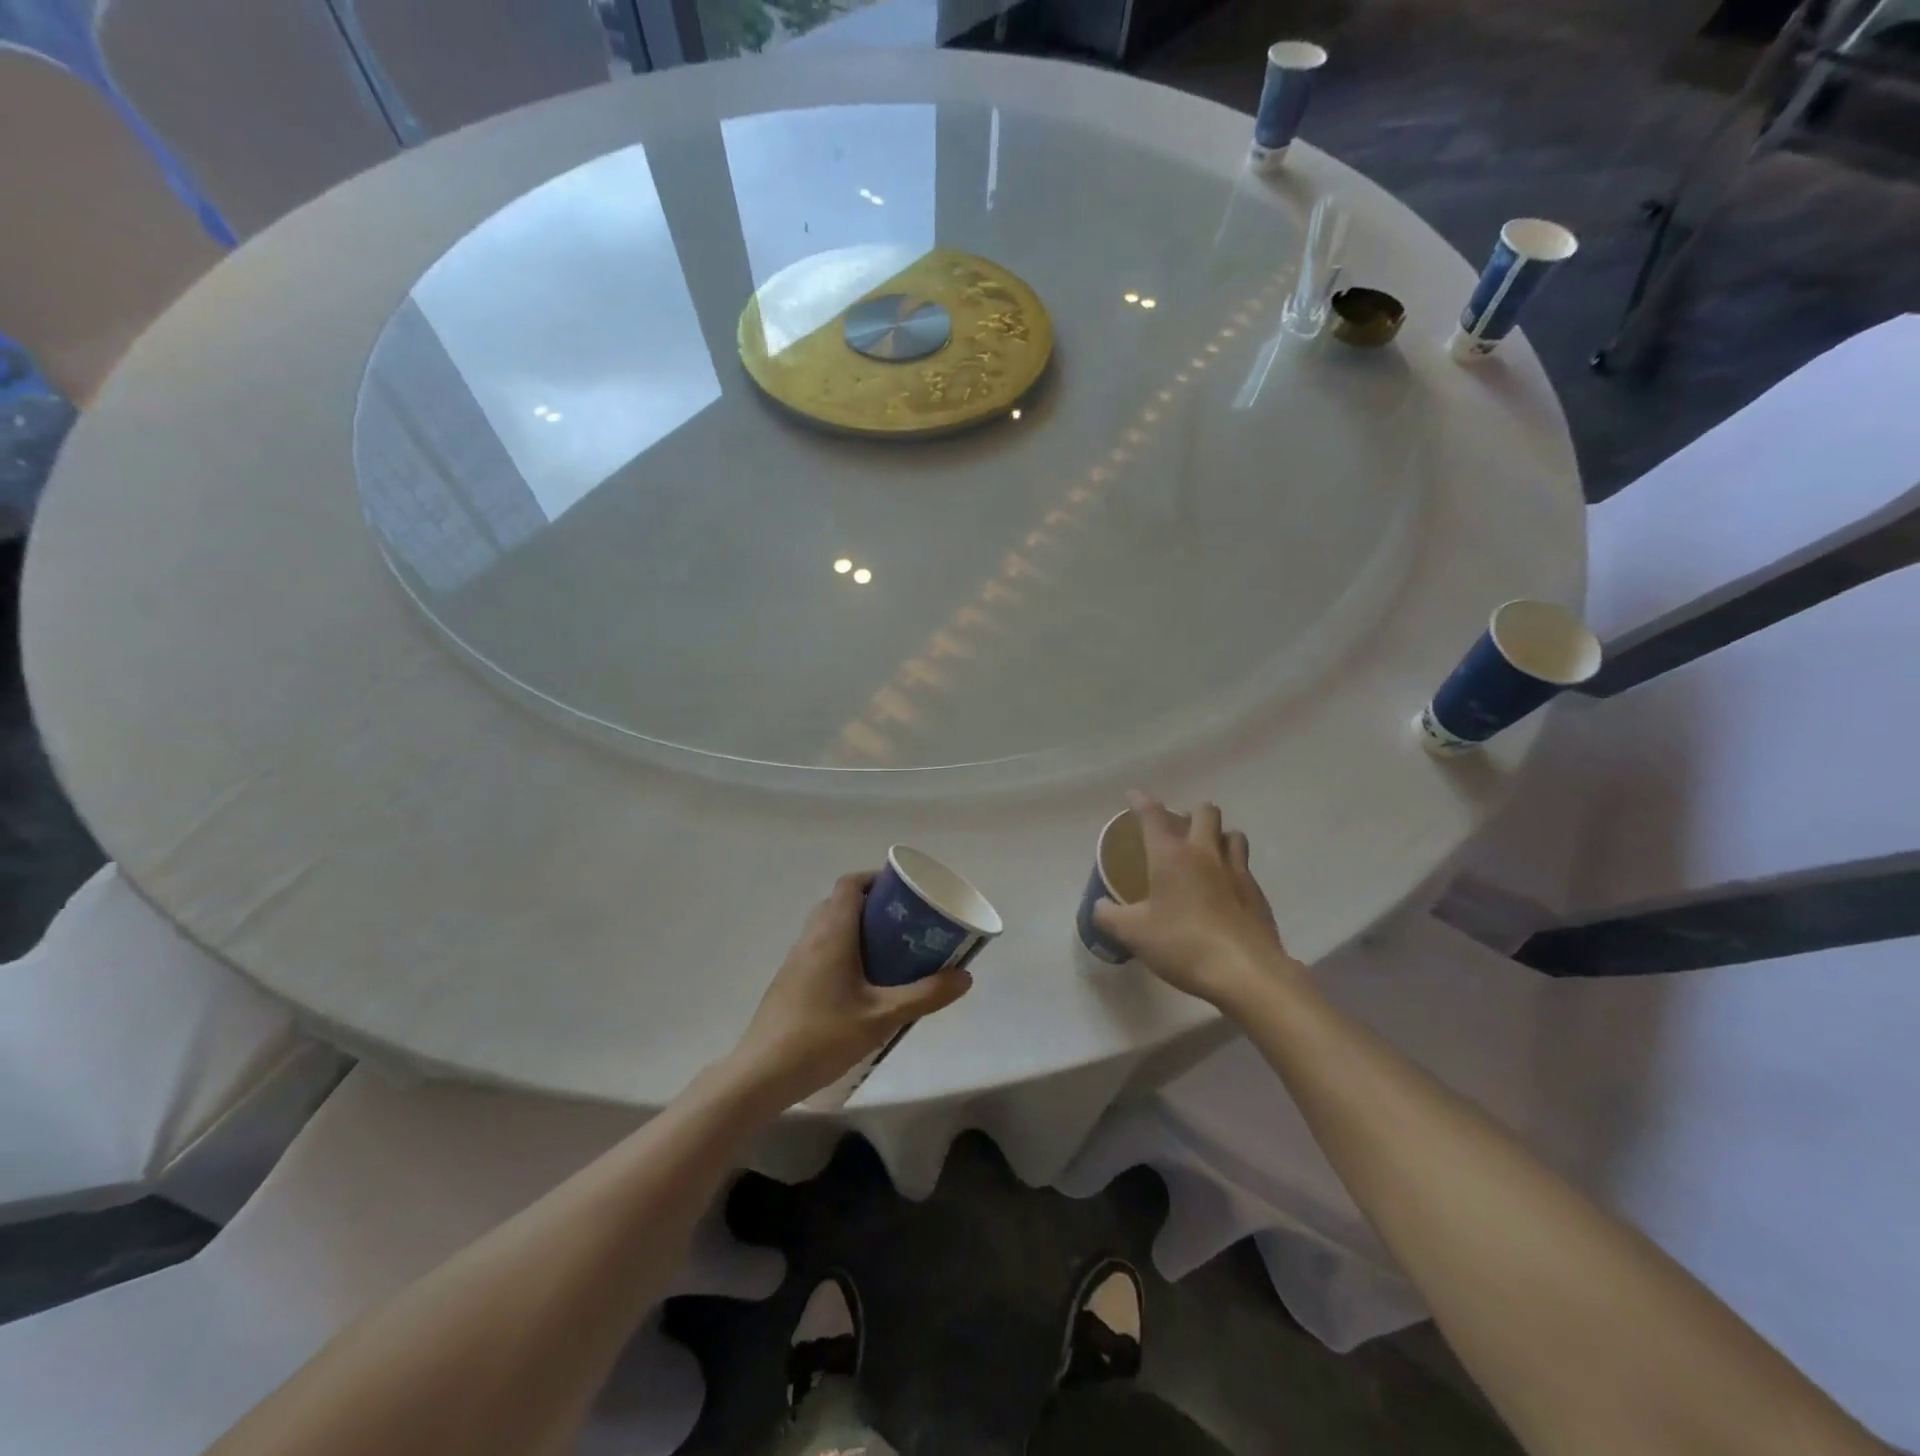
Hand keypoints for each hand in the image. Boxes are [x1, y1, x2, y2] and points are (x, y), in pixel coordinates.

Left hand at [729, 871, 972, 1107]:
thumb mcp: (882, 1018)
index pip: (849, 885)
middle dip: (871, 905)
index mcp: (832, 934)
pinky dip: (841, 951)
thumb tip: (964, 976)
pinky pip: (819, 950)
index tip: (902, 891)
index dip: (875, 878)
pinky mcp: (789, 983)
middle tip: (902, 924)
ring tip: (888, 953)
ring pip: (827, 927)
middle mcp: (810, 938)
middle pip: (839, 902)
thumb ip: (925, 996)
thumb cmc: (822, 1037)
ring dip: (856, 929)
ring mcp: (795, 961)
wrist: (761, 1075)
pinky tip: (860, 986)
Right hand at [1092, 793, 1300, 1010]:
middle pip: (1205, 812)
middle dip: (1190, 812)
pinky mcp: (1257, 894)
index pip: (1153, 815)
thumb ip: (1109, 916)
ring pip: (1233, 834)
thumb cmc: (1183, 944)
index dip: (1141, 801)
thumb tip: (1099, 907)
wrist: (1246, 972)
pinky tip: (1224, 890)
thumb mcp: (1133, 934)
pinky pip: (1245, 867)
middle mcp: (1206, 853)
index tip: (1132, 795)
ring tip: (1206, 853)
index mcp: (1172, 856)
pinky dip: (1232, 868)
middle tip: (1178, 829)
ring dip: (1218, 836)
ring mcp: (1237, 872)